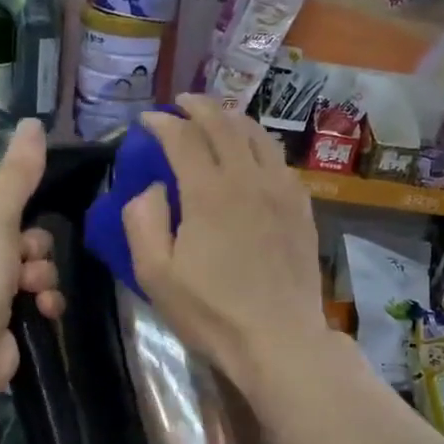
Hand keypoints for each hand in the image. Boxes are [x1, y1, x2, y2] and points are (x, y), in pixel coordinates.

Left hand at [0, 119, 63, 399]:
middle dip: (31, 247)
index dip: (7, 206)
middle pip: (15, 232)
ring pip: (29, 265)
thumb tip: (33, 122)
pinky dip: (41, 301)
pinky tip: (43, 310)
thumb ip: (19, 173)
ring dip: (40, 275)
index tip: (19, 214)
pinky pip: (33, 296)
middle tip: (24, 259)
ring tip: (31, 289)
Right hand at [125, 95, 328, 404]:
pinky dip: (260, 146)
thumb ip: (143, 220)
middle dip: (198, 107)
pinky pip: (280, 161)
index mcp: (208, 191)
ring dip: (233, 119)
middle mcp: (247, 178)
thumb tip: (153, 187)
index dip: (162, 124)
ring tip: (218, 118)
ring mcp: (280, 190)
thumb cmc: (211, 312)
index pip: (182, 138)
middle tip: (181, 105)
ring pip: (257, 136)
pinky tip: (254, 155)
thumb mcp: (156, 274)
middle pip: (223, 124)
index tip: (147, 121)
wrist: (278, 339)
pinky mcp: (301, 208)